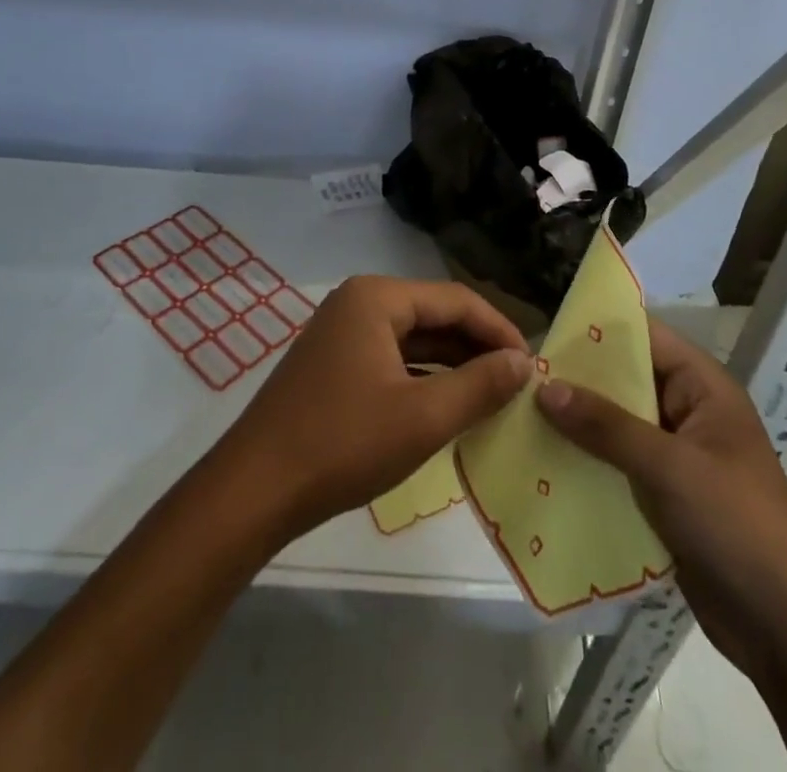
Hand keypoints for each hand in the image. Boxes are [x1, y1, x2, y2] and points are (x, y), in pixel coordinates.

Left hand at [213, 276, 532, 540]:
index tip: (532, 365)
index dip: (499, 330)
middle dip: (477, 348)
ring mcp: (342, 332)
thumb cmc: (343, 442)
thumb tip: (524, 362)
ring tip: (492, 397)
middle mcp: (358, 302)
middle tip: (517, 384)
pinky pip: (391, 359)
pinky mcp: (333, 363)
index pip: (456, 300)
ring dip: (452, 365)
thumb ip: (480, 385)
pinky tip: (448, 406)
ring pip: (413, 340)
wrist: (255, 489)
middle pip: (434, 315)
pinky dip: (422, 379)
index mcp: (377, 297)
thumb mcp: (423, 417)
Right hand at [535, 318, 786, 668]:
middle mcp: (689, 412)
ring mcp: (678, 457)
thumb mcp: (669, 467)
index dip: (598, 330)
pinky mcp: (666, 498)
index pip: (645, 338)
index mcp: (703, 387)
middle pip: (626, 381)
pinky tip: (545, 465)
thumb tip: (545, 387)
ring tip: (521, 417)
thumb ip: (606, 425)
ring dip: (578, 425)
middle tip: (522, 378)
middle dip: (578, 381)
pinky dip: (588, 464)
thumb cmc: (737, 525)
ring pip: (617, 426)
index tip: (546, 330)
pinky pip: (619, 467)